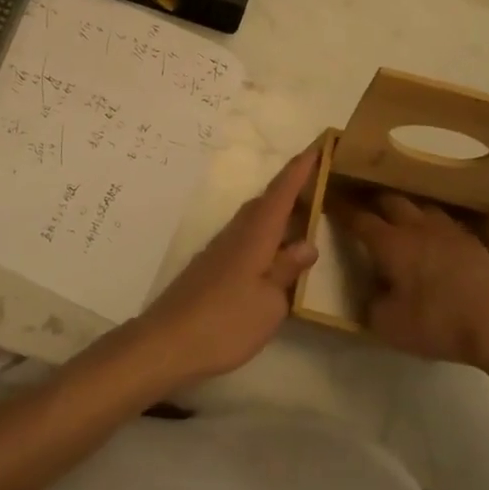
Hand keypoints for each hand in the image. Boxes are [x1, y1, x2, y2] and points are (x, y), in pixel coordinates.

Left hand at [134, 147, 320, 388]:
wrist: (168, 342)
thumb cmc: (225, 323)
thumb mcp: (269, 303)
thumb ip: (287, 270)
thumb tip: (307, 244)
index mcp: (255, 236)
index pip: (281, 193)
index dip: (300, 169)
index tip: (318, 146)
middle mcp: (237, 234)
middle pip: (267, 201)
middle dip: (292, 188)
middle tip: (320, 183)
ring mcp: (221, 249)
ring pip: (255, 219)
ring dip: (279, 212)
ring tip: (304, 217)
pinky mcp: (213, 266)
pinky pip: (246, 236)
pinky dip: (266, 234)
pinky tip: (275, 252)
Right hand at [328, 190, 488, 371]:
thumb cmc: (439, 321)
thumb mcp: (391, 326)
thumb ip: (373, 307)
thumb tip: (372, 295)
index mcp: (390, 243)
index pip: (358, 218)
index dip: (341, 210)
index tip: (327, 201)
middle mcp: (416, 227)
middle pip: (390, 201)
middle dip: (373, 202)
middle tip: (363, 209)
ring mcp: (448, 231)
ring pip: (420, 207)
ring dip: (405, 210)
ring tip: (400, 220)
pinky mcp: (473, 243)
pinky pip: (444, 223)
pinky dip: (432, 226)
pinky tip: (435, 240)